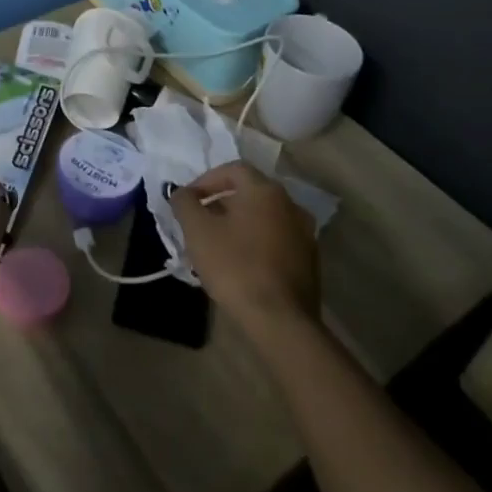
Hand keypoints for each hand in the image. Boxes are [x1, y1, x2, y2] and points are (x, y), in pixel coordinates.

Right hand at [171, 162, 319, 336]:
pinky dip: (257, 243)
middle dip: (221, 203)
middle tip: (200, 223)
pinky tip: (241, 264)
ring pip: (264, 217)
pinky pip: (277, 240)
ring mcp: (304, 233)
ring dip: (239, 224)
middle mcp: (290, 204)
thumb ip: (185, 203)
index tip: (188, 201)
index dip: (206, 181)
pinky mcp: (310, 261)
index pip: (232, 169)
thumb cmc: (235, 266)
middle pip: (250, 192)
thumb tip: (181, 193)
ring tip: (218, 245)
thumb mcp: (197, 231)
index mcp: (265, 190)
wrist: (280, 321)